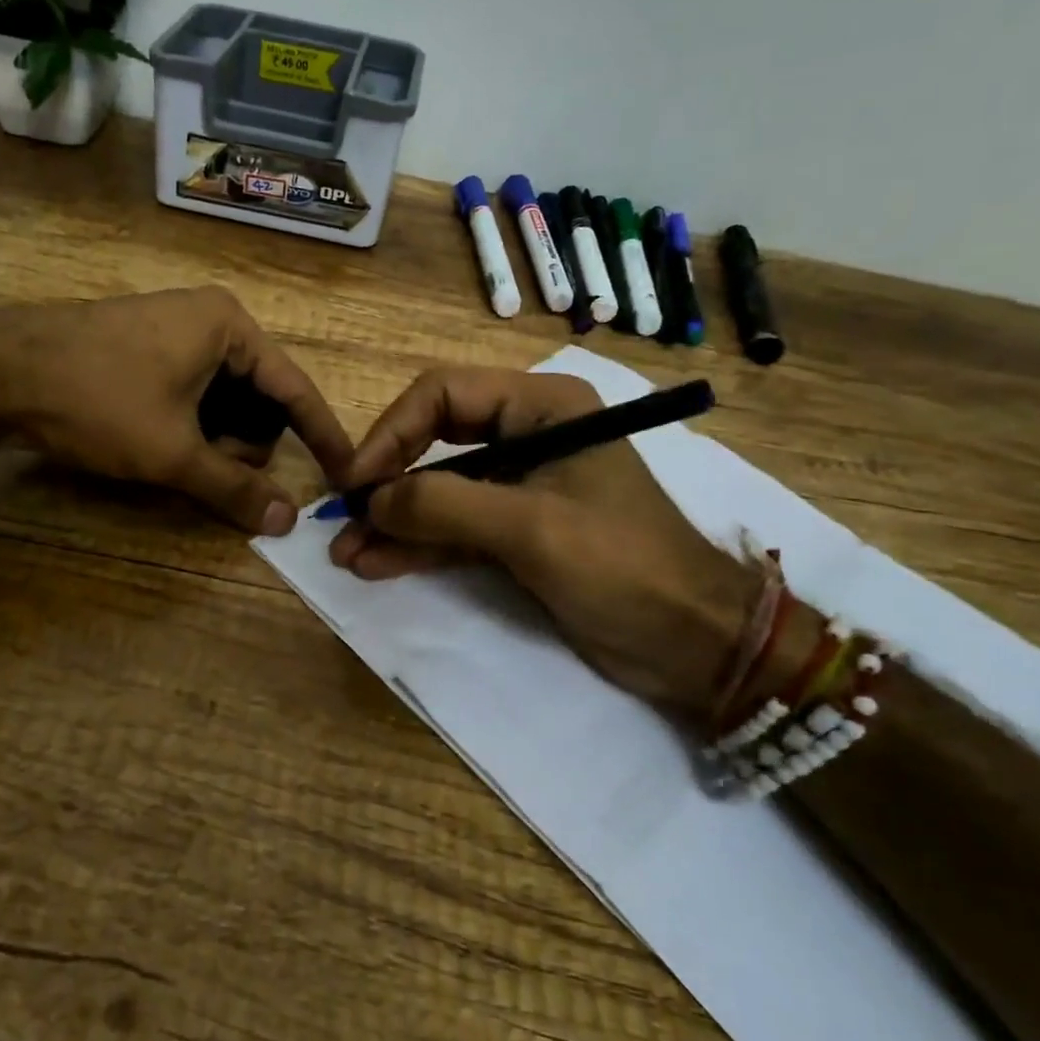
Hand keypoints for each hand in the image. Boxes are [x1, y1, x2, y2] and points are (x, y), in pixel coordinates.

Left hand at [0, 287, 352, 535]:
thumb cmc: (100, 400)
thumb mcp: (173, 451)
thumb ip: (233, 489)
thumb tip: (286, 523)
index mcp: (231, 327)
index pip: (296, 389)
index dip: (322, 436)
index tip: (346, 474)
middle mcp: (210, 319)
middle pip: (259, 397)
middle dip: (245, 443)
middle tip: (210, 470)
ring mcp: (175, 330)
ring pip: (224, 399)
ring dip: (215, 439)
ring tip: (178, 458)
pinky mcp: (146, 347)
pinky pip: (193, 392)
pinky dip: (191, 425)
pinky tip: (160, 442)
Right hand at [329, 367, 757, 721]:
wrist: (696, 644)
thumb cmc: (624, 567)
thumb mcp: (532, 528)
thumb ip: (445, 506)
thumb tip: (370, 502)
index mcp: (541, 408)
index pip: (443, 395)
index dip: (391, 433)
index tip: (357, 483)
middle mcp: (526, 435)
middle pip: (433, 440)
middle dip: (387, 480)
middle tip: (343, 517)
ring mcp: (519, 487)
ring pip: (438, 490)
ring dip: (393, 521)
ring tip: (347, 554)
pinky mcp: (515, 533)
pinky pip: (453, 529)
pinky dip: (416, 546)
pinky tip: (376, 564)